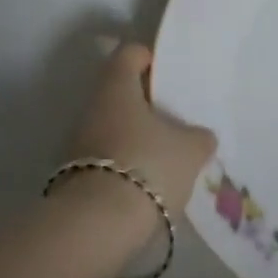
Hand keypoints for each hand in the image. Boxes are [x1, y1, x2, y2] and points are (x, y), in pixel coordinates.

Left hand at [64, 43, 216, 216]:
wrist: (97, 225)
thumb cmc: (147, 166)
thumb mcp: (190, 150)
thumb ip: (199, 137)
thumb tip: (200, 136)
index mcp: (117, 85)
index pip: (129, 52)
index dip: (150, 58)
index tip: (171, 75)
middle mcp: (93, 105)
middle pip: (121, 91)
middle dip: (147, 103)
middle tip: (177, 118)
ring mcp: (80, 140)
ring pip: (114, 125)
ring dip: (137, 135)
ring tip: (168, 154)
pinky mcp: (76, 173)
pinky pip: (108, 155)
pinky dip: (127, 161)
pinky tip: (150, 180)